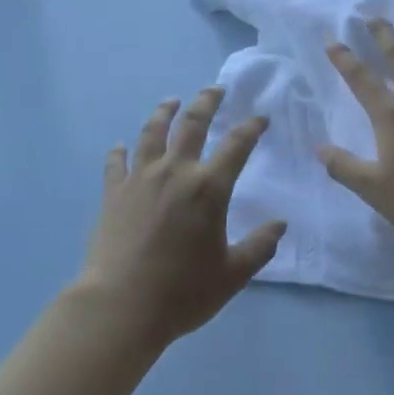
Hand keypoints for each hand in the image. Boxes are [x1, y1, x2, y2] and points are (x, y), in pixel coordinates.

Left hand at [73, 87, 286, 348]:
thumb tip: (280, 225)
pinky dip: (119, 151)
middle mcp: (175, 172)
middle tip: (215, 89)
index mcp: (209, 189)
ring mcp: (140, 179)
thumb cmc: (183, 292)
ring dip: (163, 113)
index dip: (251, 127)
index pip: (237, 145)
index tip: (260, 118)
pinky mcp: (113, 193)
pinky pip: (116, 163)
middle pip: (192, 125)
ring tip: (171, 101)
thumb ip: (259, 247)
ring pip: (152, 133)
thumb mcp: (232, 275)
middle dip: (206, 102)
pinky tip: (120, 146)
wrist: (121, 305)